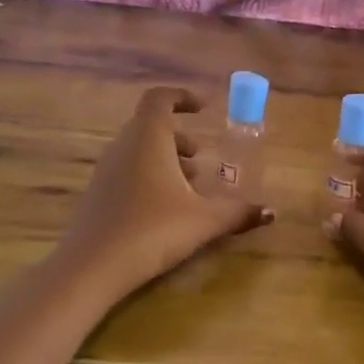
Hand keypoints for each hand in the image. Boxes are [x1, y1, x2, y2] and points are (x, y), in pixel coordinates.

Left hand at [56, 86, 272, 297]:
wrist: (92, 267)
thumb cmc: (153, 230)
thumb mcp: (203, 221)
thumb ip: (237, 212)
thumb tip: (271, 212)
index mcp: (148, 138)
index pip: (159, 98)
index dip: (181, 97)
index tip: (203, 108)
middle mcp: (123, 146)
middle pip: (149, 125)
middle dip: (178, 135)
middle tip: (200, 155)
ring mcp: (106, 170)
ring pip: (138, 150)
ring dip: (164, 158)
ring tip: (189, 184)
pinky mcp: (98, 194)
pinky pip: (127, 170)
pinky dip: (149, 175)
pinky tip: (165, 208)